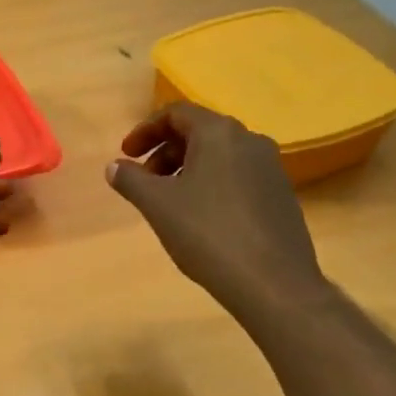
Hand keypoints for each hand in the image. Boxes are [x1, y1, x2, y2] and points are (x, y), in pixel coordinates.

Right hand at [107, 103, 331, 321]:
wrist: (273, 282)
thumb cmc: (208, 234)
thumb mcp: (157, 205)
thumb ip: (131, 180)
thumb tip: (114, 166)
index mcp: (219, 133)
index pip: (176, 113)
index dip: (145, 131)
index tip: (126, 155)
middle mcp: (250, 140)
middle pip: (199, 132)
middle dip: (165, 152)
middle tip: (143, 182)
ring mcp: (271, 168)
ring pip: (219, 156)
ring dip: (187, 170)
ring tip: (168, 202)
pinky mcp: (281, 195)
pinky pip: (238, 177)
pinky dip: (211, 185)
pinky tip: (201, 219)